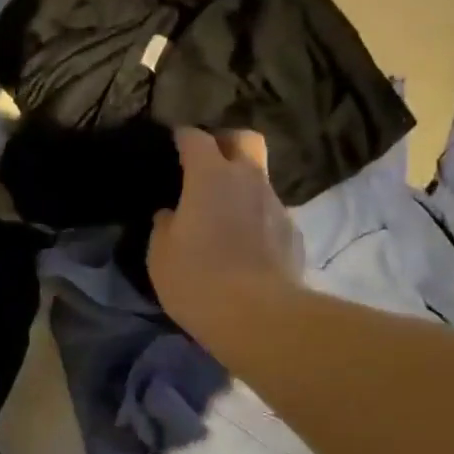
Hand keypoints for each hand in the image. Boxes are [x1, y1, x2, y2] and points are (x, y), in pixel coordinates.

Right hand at [148, 128, 303, 332]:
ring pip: (259, 179)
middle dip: (225, 142)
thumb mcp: (160, 255)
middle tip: (207, 162)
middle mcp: (248, 180)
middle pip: (244, 139)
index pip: (196, 139)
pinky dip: (256, 219)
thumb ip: (165, 226)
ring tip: (223, 215)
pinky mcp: (293, 233)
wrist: (259, 316)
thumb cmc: (197, 279)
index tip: (173, 142)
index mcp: (210, 177)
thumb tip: (172, 215)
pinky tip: (244, 246)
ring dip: (242, 187)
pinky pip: (270, 213)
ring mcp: (276, 205)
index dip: (183, 137)